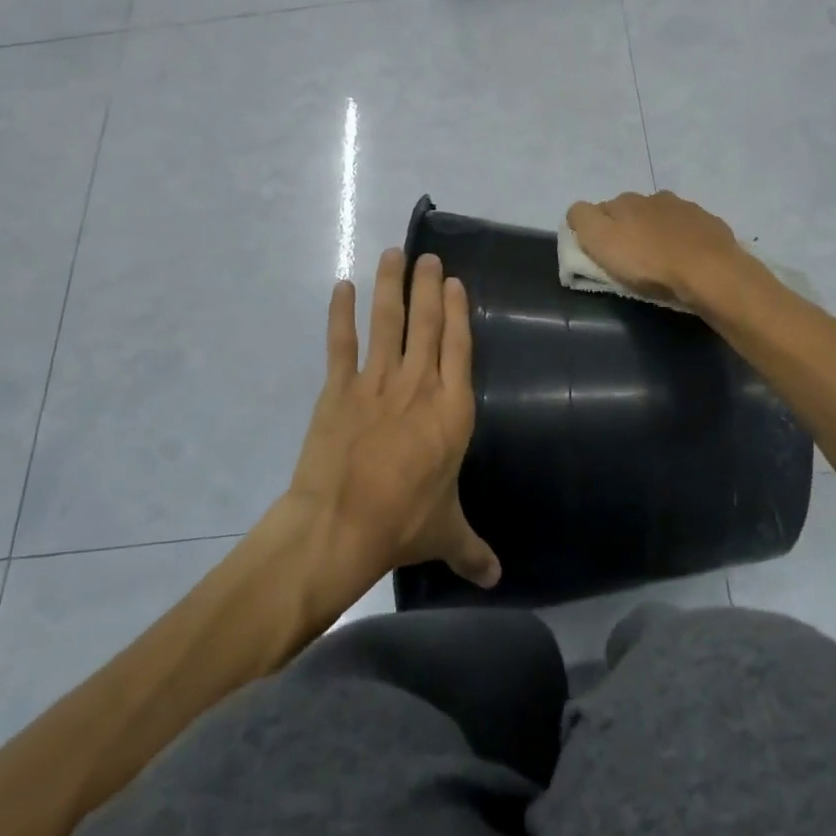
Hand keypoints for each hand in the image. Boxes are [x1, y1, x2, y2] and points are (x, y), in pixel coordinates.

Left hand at [286, 247, 499, 589]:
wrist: (339, 526)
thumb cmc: (401, 523)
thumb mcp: (446, 534)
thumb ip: (473, 550)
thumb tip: (497, 580)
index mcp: (452, 411)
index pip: (459, 349)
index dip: (457, 312)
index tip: (454, 282)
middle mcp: (418, 386)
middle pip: (425, 325)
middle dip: (427, 287)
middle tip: (428, 255)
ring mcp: (376, 383)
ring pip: (386, 323)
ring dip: (390, 286)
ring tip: (393, 254)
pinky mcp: (338, 390)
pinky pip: (341, 344)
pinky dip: (340, 314)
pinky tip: (341, 287)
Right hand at [566, 190, 747, 306]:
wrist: (710, 272)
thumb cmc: (649, 262)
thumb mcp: (600, 241)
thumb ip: (582, 219)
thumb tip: (578, 211)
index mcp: (625, 201)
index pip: (600, 210)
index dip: (597, 231)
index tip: (602, 255)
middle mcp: (655, 197)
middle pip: (633, 212)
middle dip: (629, 230)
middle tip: (631, 260)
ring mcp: (686, 209)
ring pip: (662, 218)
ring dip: (658, 234)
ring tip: (661, 261)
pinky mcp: (710, 225)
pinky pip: (689, 230)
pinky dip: (684, 241)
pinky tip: (687, 260)